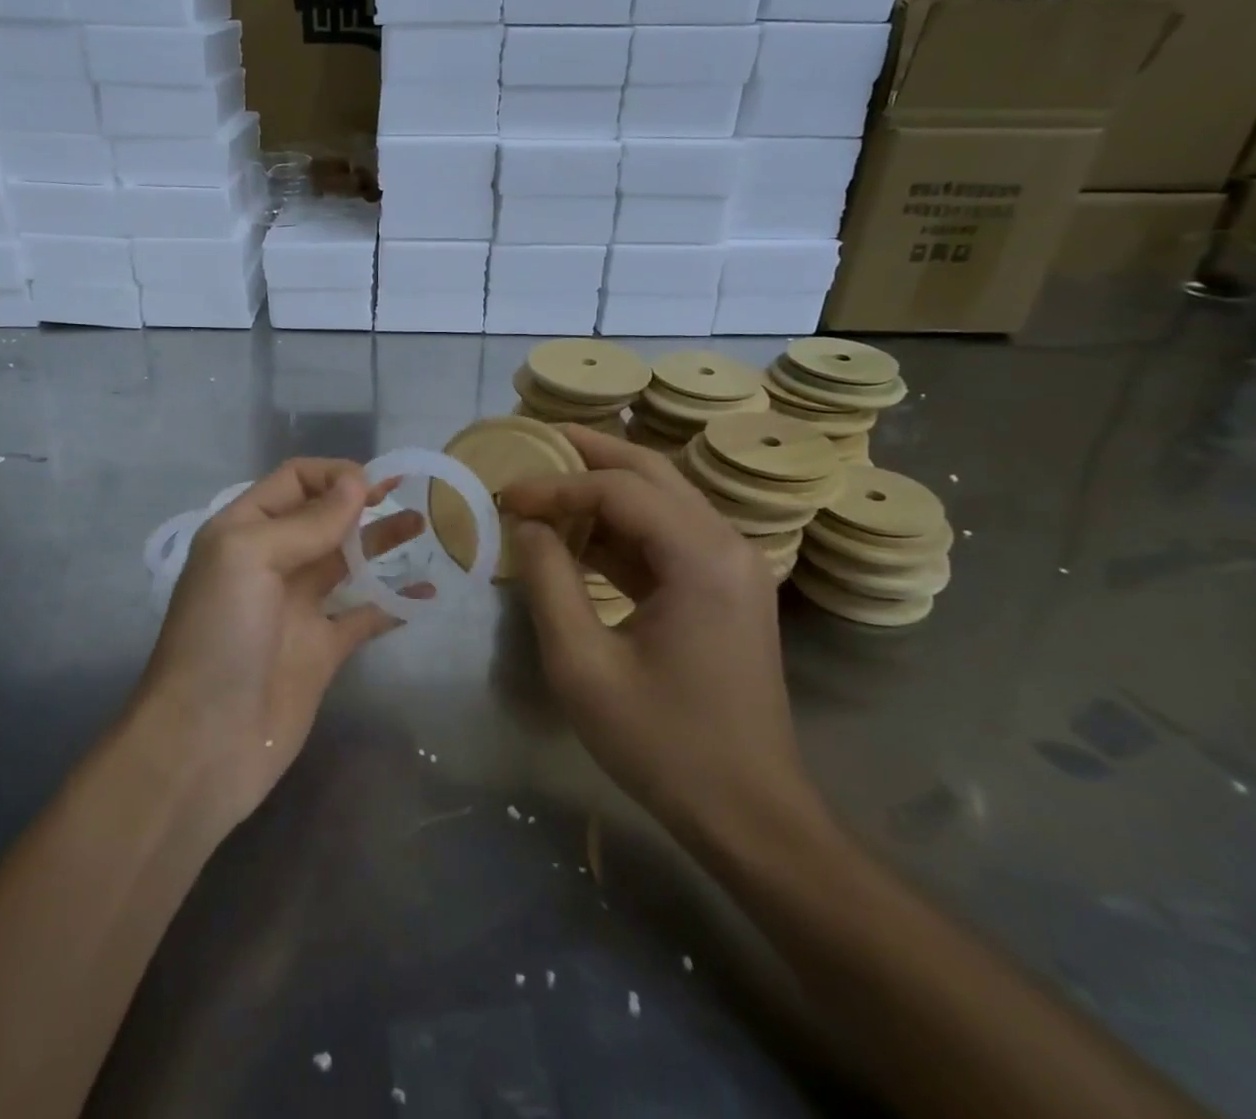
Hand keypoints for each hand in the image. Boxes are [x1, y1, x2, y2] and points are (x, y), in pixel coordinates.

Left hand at [132, 459, 424, 829]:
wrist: (204, 742)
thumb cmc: (220, 635)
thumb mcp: (250, 558)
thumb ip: (307, 522)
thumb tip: (358, 483)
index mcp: (244, 531)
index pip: (294, 481)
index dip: (334, 474)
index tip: (376, 484)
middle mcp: (272, 561)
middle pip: (324, 517)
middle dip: (364, 501)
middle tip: (411, 493)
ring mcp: (299, 607)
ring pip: (348, 560)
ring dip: (383, 540)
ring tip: (425, 524)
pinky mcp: (323, 649)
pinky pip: (365, 615)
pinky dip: (395, 601)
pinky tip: (427, 591)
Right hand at [500, 427, 822, 847]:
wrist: (750, 814)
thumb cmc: (663, 744)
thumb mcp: (583, 665)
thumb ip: (548, 582)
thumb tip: (527, 525)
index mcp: (701, 558)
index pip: (618, 490)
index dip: (555, 486)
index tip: (505, 495)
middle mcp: (727, 544)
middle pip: (650, 472)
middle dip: (588, 453)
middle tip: (533, 441)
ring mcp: (733, 565)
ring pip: (661, 497)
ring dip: (604, 485)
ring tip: (547, 478)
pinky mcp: (725, 588)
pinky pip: (667, 535)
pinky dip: (621, 525)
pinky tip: (577, 532)